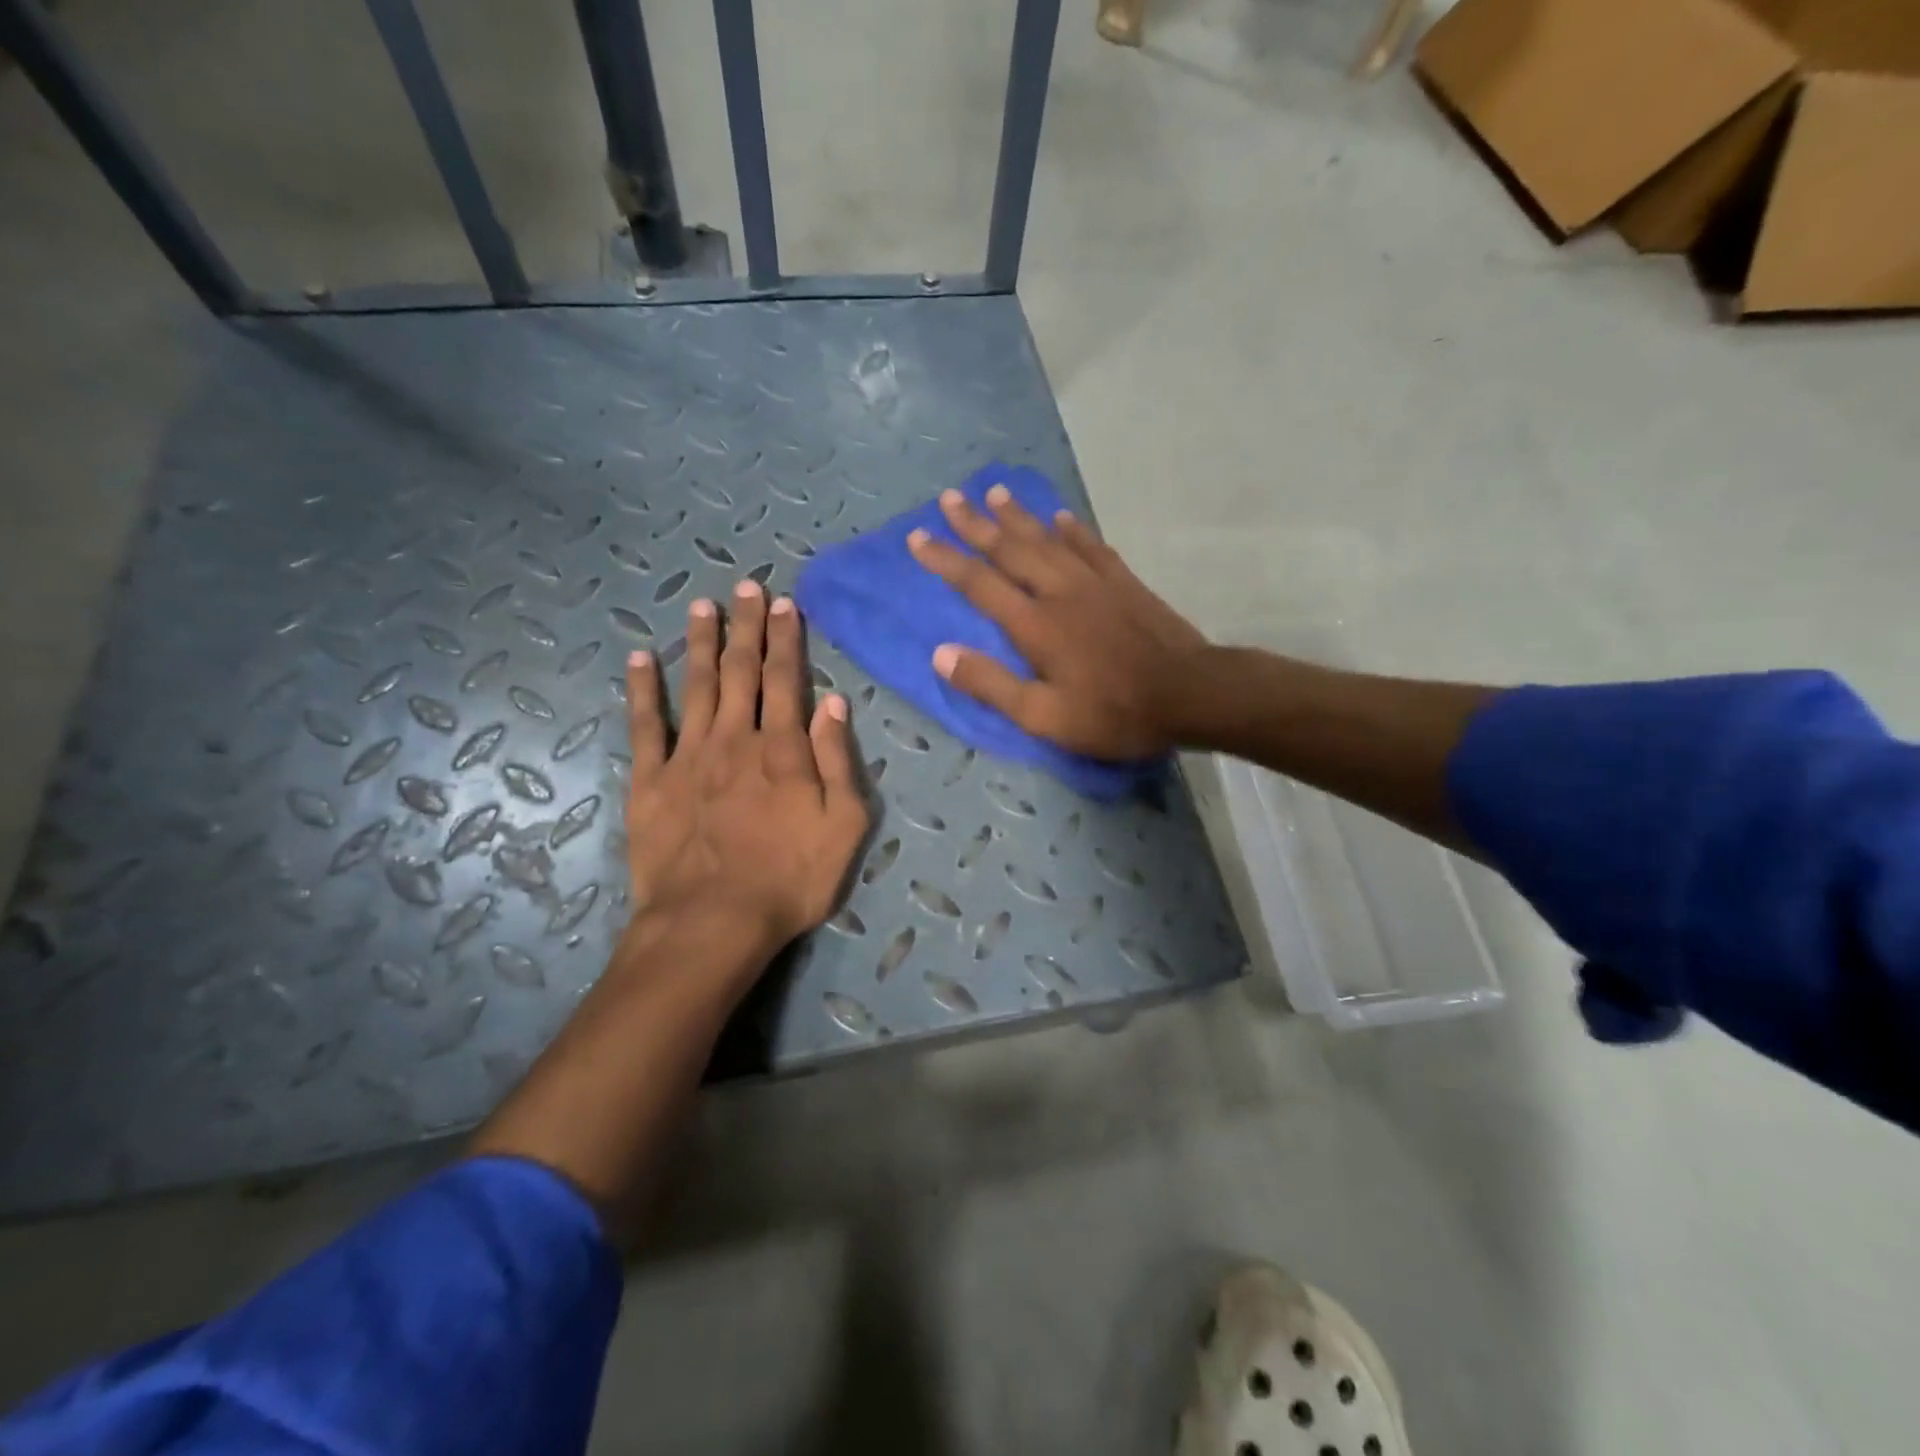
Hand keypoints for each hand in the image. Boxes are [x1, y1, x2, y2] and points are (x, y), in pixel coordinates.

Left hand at [624, 580, 869, 957]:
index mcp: (782, 747)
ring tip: (702, 607)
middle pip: (741, 671)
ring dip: (700, 644)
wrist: (713, 921)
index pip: (786, 679)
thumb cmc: (790, 878)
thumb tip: (833, 702)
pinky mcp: (652, 781)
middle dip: (746, 627)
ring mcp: (688, 756)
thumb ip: (838, 759)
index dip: (785, 639)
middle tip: (745, 588)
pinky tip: (638, 660)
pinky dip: (642, 691)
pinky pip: (645, 726)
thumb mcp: (843, 824)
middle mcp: (734, 738)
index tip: (783, 604)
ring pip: (695, 686)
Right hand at [907, 485, 1207, 759]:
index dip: (945, 559)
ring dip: (1018, 516)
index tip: (916, 537)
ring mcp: (1095, 582)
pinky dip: (1071, 529)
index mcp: (1034, 624)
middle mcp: (1059, 591)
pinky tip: (1061, 517)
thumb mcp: (1044, 716)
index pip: (978, 583)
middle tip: (949, 497)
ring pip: (1047, 539)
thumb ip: (991, 685)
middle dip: (975, 524)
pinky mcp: (1124, 582)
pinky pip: (1091, 546)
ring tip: (994, 492)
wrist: (1190, 693)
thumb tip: (940, 654)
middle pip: (1010, 549)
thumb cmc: (1113, 713)